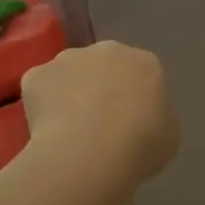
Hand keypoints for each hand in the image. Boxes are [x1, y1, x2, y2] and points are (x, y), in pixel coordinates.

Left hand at [23, 41, 178, 189]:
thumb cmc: (141, 145)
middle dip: (100, 87)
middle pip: (103, 66)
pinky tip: (48, 131)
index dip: (134, 98)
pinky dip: (42, 105)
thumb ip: (156, 118)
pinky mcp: (36, 74)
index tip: (130, 122)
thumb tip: (140, 119)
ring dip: (70, 92)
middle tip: (99, 123)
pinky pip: (40, 89)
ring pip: (69, 73)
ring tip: (70, 129)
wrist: (91, 154)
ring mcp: (68, 58)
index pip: (141, 74)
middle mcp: (107, 50)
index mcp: (145, 62)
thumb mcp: (168, 135)